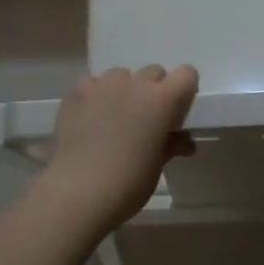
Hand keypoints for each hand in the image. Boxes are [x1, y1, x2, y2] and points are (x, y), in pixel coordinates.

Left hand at [44, 65, 198, 227]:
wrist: (79, 191)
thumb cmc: (129, 182)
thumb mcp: (157, 165)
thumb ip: (172, 144)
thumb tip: (184, 142)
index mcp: (163, 100)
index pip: (187, 75)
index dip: (184, 91)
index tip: (177, 112)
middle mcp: (136, 84)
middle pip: (154, 72)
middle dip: (154, 91)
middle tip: (146, 119)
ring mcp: (104, 85)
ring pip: (121, 75)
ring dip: (124, 90)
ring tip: (115, 117)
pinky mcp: (77, 93)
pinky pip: (92, 84)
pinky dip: (95, 95)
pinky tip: (90, 117)